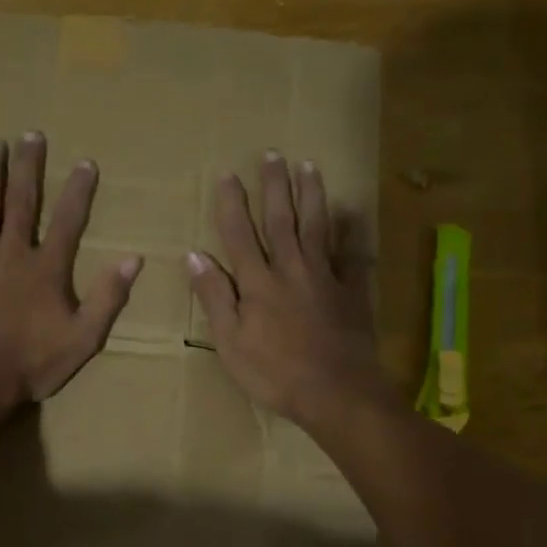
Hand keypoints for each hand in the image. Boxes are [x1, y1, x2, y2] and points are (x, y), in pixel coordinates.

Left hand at [0, 132, 140, 421]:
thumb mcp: (83, 340)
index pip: (68, 221)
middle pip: (22, 201)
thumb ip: (107, 299)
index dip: (79, 191)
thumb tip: (133, 260)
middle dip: (29, 167)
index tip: (86, 162)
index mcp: (47, 269)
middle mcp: (12, 253)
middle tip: (31, 134)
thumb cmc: (30, 364)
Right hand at [187, 152, 391, 427]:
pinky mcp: (350, 291)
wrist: (336, 393)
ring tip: (308, 165)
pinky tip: (351, 211)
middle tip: (272, 153)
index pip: (239, 234)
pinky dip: (351, 231)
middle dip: (274, 185)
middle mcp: (290, 269)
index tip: (227, 174)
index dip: (231, 203)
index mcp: (257, 283)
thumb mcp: (231, 342)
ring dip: (311, 194)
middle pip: (280, 219)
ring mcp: (324, 277)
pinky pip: (351, 254)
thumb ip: (215, 296)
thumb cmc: (275, 374)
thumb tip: (195, 255)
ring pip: (316, 227)